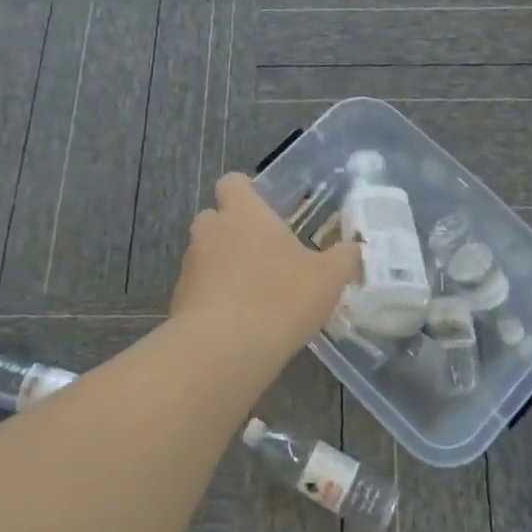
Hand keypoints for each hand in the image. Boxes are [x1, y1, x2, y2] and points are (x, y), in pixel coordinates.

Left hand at [171, 174, 362, 351]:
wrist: (225, 349)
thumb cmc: (281, 297)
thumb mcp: (328, 277)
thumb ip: (344, 258)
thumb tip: (354, 249)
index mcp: (244, 213)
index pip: (232, 182)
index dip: (244, 193)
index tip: (262, 211)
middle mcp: (211, 230)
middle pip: (213, 218)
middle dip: (231, 232)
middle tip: (260, 255)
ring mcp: (190, 265)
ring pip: (203, 255)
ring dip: (220, 267)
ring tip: (250, 296)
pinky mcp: (177, 301)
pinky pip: (196, 291)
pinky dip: (210, 300)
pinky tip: (234, 325)